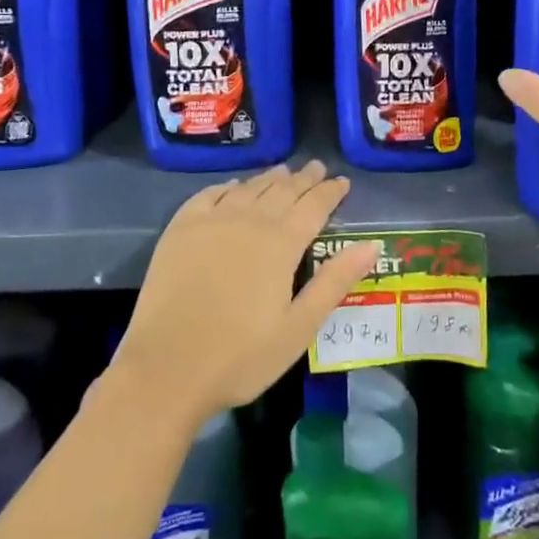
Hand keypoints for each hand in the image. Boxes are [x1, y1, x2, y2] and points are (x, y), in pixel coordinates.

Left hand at [112, 162, 379, 429]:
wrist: (165, 370)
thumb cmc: (240, 357)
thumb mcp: (298, 328)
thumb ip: (335, 282)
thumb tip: (373, 245)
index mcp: (281, 244)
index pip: (314, 206)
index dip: (330, 192)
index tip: (342, 181)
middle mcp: (249, 221)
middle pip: (283, 191)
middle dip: (304, 179)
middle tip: (316, 168)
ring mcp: (211, 221)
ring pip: (249, 188)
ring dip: (270, 179)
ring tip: (283, 172)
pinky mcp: (180, 229)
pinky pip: (209, 195)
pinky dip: (228, 187)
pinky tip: (234, 187)